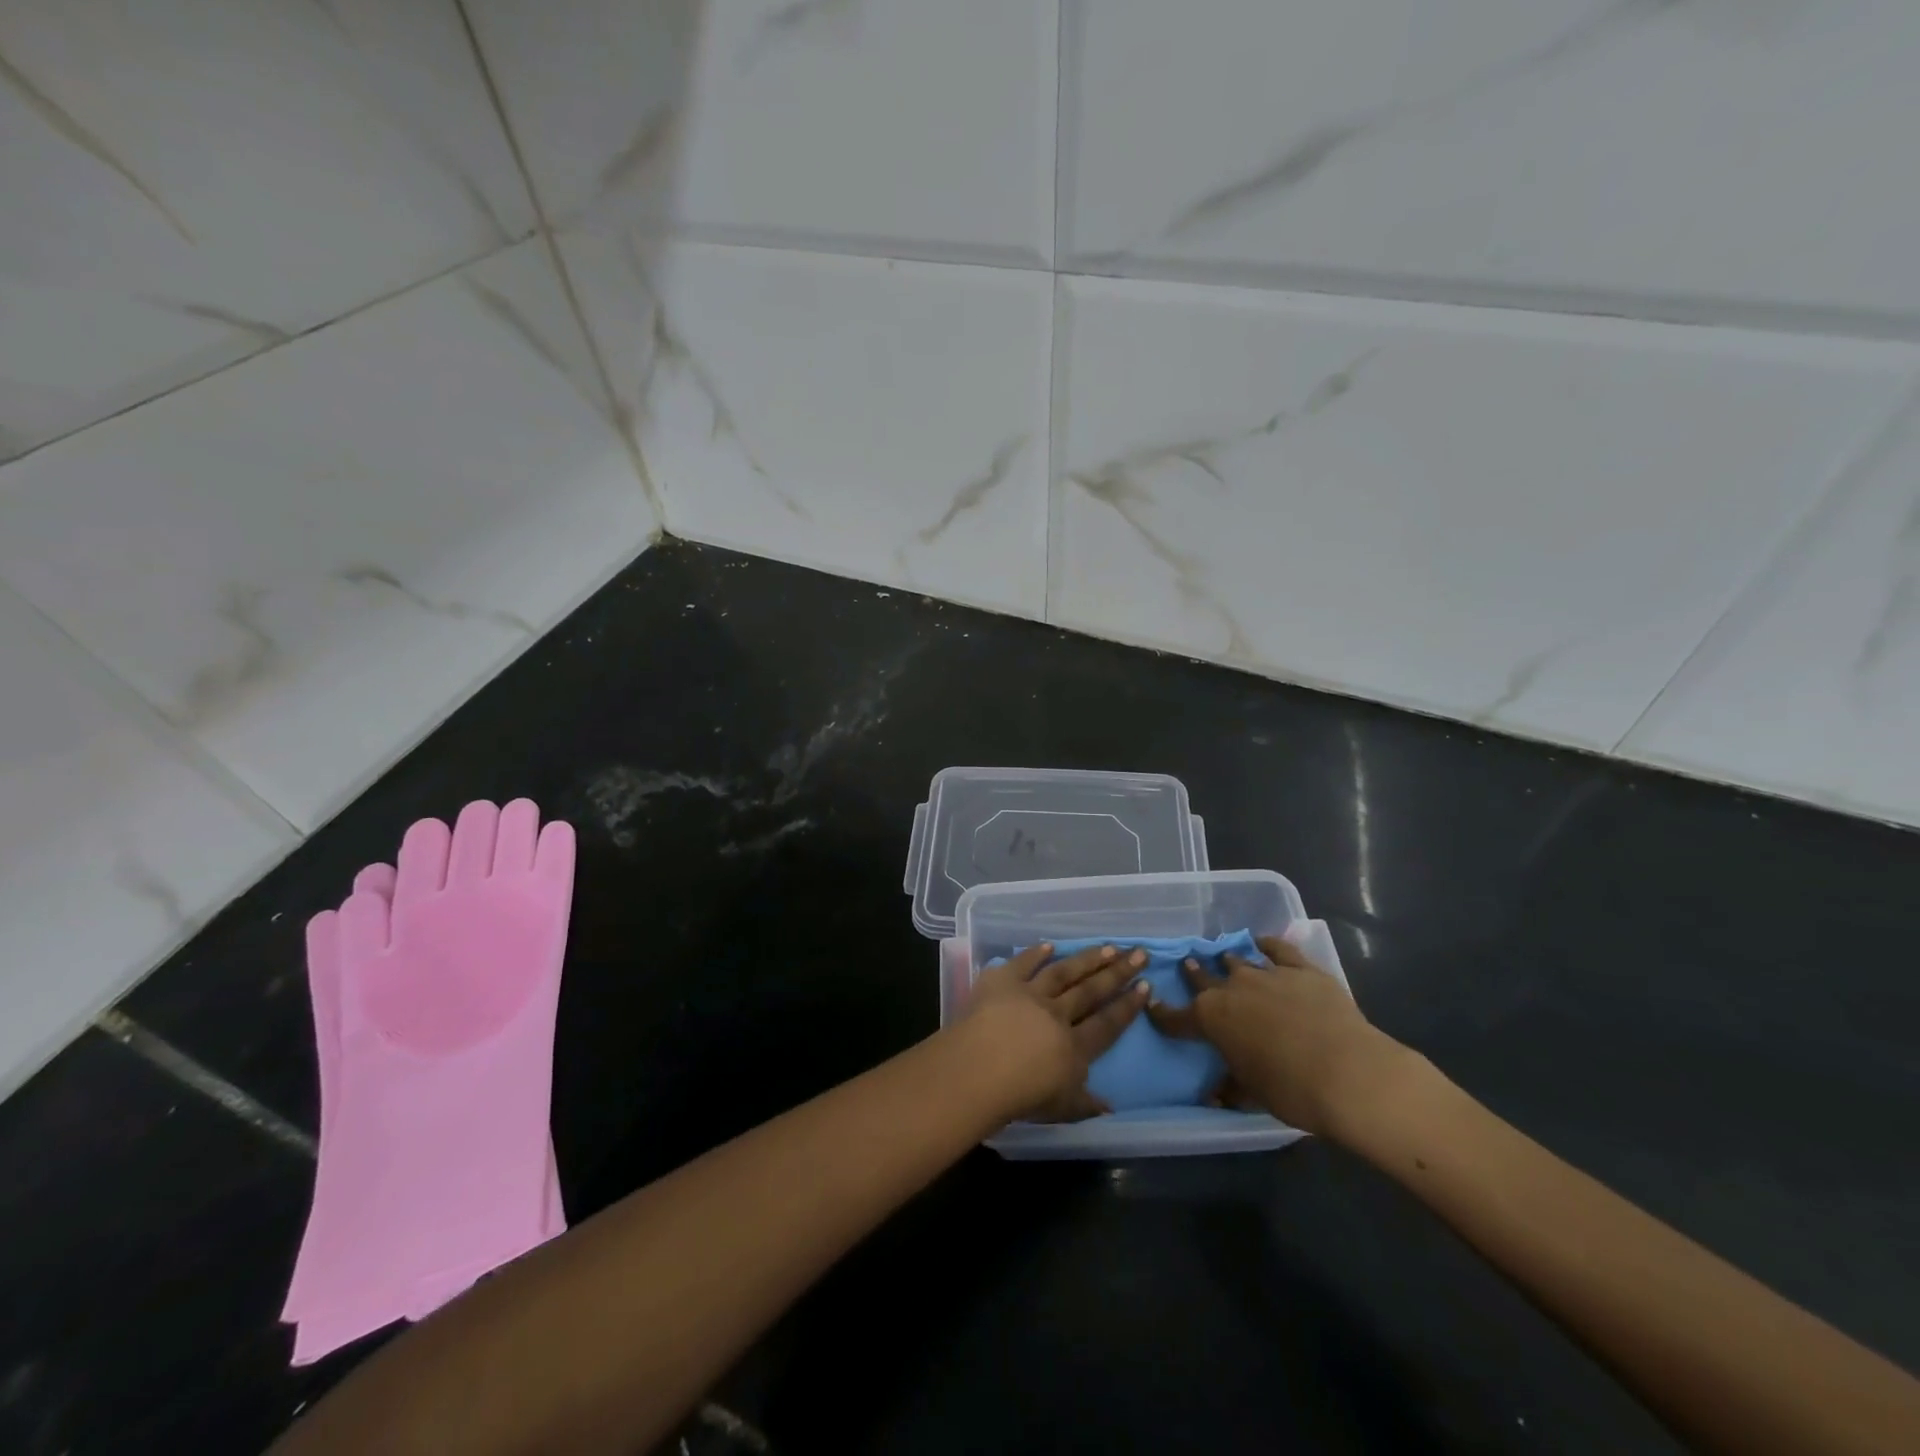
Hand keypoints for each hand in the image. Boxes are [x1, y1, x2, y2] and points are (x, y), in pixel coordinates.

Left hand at [956, 943, 1150, 1122]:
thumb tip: (1110, 1107)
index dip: (1127, 1006)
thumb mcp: (1060, 1109)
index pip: (1107, 1023)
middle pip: (1091, 991)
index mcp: (1074, 1047)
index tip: (1145, 985)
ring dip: (1087, 959)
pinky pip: (1023, 963)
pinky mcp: (1002, 981)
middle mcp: (1057, 1014)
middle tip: (1139, 953)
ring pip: (1063, 972)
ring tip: (1108, 946)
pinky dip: (1035, 953)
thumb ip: (1085, 1105)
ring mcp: (1029, 994)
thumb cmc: (1019, 1097)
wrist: (977, 1071)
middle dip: (1117, 972)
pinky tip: (1050, 944)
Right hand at [1146, 933, 1408, 1136]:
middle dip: (1194, 973)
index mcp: (1211, 1019)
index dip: (1163, 1014)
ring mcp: (1267, 974)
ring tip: (1225, 959)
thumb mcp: (1253, 1095)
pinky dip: (1267, 944)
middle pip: (1204, 977)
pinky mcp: (1301, 970)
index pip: (1177, 1016)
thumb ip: (1231, 1087)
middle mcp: (1232, 989)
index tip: (1153, 1007)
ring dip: (1230, 962)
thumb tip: (1214, 1095)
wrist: (1350, 1074)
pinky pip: (1279, 949)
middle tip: (1189, 964)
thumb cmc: (1292, 1090)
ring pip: (1239, 961)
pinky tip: (1262, 942)